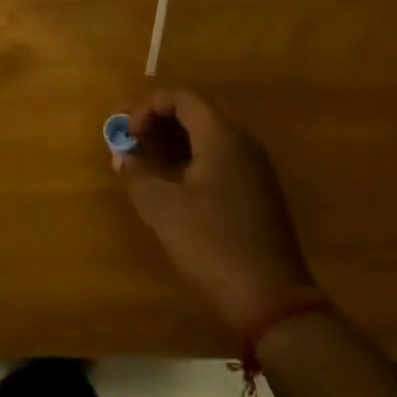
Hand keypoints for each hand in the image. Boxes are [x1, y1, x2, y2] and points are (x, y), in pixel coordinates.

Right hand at [118, 90, 315, 337]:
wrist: (271, 300)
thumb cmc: (212, 244)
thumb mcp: (162, 208)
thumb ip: (137, 172)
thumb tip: (125, 156)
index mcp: (222, 137)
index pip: (181, 96)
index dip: (146, 107)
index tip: (127, 133)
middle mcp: (242, 142)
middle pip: (195, 110)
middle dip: (156, 120)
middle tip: (129, 140)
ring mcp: (254, 167)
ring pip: (206, 134)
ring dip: (171, 139)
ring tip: (143, 161)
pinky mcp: (256, 190)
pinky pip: (218, 155)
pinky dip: (189, 157)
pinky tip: (170, 182)